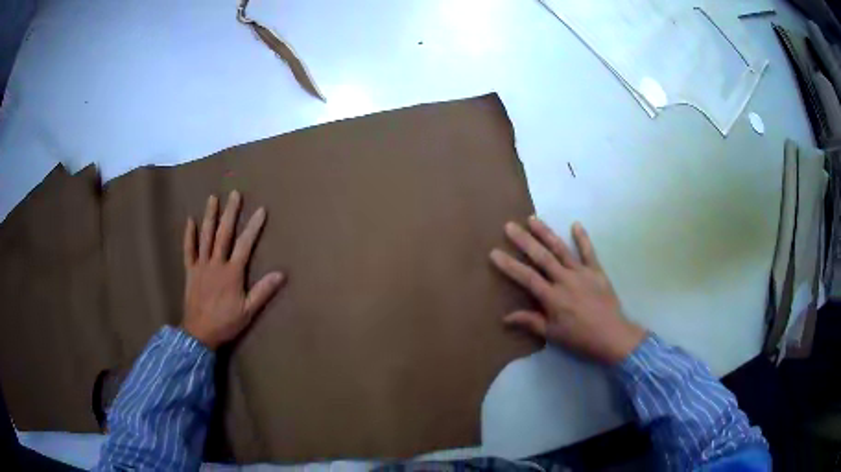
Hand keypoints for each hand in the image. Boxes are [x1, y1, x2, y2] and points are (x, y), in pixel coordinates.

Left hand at [181, 191, 284, 349]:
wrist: (199, 333)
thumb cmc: (225, 322)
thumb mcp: (248, 311)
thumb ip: (263, 291)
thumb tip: (281, 274)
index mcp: (232, 273)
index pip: (245, 245)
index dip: (253, 227)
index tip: (261, 210)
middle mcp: (216, 263)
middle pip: (223, 234)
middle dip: (230, 213)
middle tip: (235, 194)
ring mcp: (201, 266)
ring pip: (205, 237)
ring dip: (210, 217)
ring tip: (213, 198)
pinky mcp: (190, 271)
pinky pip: (188, 250)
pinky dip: (189, 235)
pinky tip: (190, 220)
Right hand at [490, 217, 644, 364]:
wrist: (612, 336)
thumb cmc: (580, 338)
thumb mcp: (553, 334)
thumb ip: (530, 322)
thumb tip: (505, 317)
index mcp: (552, 297)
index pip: (526, 278)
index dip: (509, 265)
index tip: (494, 252)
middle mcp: (565, 280)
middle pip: (541, 257)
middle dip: (524, 241)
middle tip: (509, 226)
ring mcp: (582, 273)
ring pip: (561, 250)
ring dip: (546, 233)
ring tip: (533, 219)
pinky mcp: (597, 271)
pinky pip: (589, 252)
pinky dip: (583, 238)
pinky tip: (576, 224)